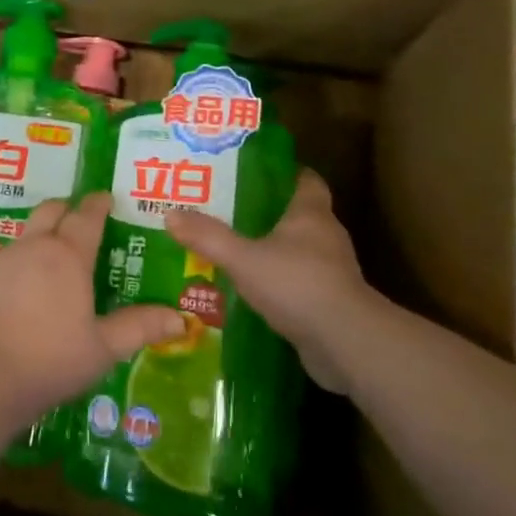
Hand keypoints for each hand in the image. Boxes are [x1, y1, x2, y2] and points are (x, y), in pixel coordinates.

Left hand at [0, 192, 185, 424]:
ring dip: (40, 238)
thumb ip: (139, 328)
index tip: (106, 198)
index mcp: (68, 255)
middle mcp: (34, 247)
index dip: (98, 204)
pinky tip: (19, 294)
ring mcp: (1, 259)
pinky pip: (3, 259)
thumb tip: (180, 320)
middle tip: (80, 221)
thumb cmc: (50, 359)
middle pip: (50, 210)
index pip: (87, 215)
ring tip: (51, 263)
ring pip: (25, 235)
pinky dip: (17, 265)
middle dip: (67, 209)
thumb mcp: (103, 348)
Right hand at [166, 169, 383, 392]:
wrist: (346, 344)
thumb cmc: (297, 285)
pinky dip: (278, 282)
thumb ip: (208, 237)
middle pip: (297, 214)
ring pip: (297, 250)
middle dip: (266, 212)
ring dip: (271, 250)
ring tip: (233, 250)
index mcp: (311, 213)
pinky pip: (299, 282)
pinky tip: (250, 289)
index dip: (283, 172)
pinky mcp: (329, 302)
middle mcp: (326, 236)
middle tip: (228, 210)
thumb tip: (170, 214)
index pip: (305, 179)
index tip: (253, 171)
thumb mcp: (243, 259)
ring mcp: (331, 271)